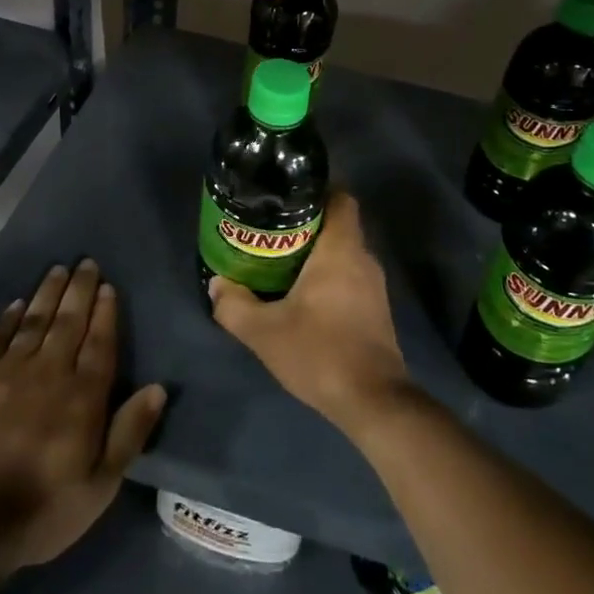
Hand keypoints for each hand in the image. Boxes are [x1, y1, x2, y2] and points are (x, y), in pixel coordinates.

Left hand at [0, 260, 165, 577]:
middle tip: (86, 262)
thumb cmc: (45, 508)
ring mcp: (11, 373)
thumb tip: (158, 387)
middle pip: (69, 322)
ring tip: (58, 269)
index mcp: (83, 395)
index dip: (105, 312)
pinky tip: (17, 304)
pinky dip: (9, 319)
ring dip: (48, 293)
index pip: (99, 342)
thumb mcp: (102, 484)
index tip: (108, 285)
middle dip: (80, 290)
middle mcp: (50, 372)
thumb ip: (130, 432)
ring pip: (35, 321)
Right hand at [208, 192, 416, 438]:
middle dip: (307, 224)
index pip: (341, 197)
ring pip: (344, 253)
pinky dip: (330, 277)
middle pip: (338, 224)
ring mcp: (374, 286)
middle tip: (271, 230)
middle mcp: (363, 259)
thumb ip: (234, 306)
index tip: (288, 195)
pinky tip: (304, 296)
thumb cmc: (320, 352)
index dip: (317, 190)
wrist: (373, 402)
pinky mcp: (377, 311)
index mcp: (341, 249)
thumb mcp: (264, 332)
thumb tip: (217, 284)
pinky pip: (351, 277)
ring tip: (281, 261)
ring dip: (317, 253)